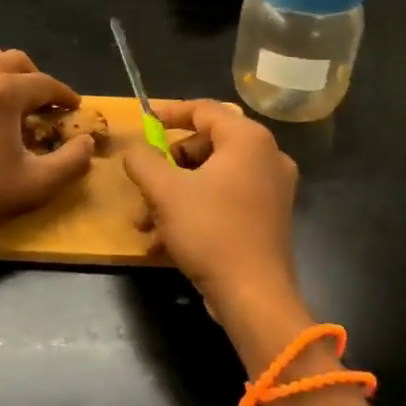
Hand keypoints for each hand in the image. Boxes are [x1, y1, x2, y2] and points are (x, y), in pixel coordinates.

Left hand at [0, 46, 94, 246]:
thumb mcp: (35, 186)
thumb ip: (71, 162)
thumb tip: (86, 143)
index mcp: (3, 92)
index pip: (45, 83)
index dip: (65, 95)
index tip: (74, 108)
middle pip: (13, 60)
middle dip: (34, 78)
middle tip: (42, 105)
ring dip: (2, 75)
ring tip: (8, 105)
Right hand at [121, 100, 308, 351]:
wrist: (254, 296)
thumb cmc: (210, 231)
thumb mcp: (165, 191)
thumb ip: (144, 161)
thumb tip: (135, 150)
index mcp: (248, 139)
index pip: (204, 110)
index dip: (169, 113)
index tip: (143, 122)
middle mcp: (266, 157)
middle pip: (205, 145)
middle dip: (166, 168)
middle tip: (142, 187)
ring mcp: (271, 190)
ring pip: (210, 178)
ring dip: (172, 196)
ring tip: (144, 224)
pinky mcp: (267, 218)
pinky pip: (223, 201)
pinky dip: (193, 212)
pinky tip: (163, 242)